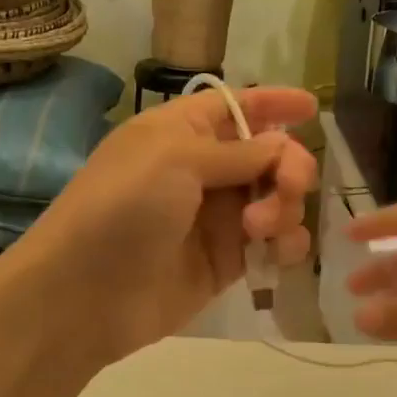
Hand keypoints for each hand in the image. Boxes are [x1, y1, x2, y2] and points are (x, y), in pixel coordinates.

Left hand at [0, 86, 318, 366]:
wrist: (85, 293)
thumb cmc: (124, 206)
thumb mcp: (175, 159)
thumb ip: (237, 152)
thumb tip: (280, 144)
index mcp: (182, 131)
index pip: (237, 106)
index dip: (273, 102)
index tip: (312, 107)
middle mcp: (202, 169)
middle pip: (269, 154)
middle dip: (289, 166)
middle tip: (288, 187)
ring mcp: (216, 217)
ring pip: (277, 199)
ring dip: (285, 207)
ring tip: (259, 229)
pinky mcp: (226, 261)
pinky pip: (273, 243)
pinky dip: (285, 243)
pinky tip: (277, 253)